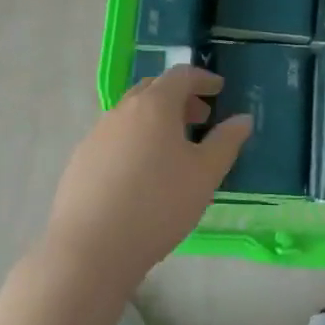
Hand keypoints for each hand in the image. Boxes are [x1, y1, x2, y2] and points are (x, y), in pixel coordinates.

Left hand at [43, 64, 250, 287]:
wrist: (90, 249)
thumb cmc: (158, 205)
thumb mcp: (205, 174)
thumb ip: (226, 141)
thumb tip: (243, 118)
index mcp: (154, 105)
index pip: (181, 75)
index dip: (203, 78)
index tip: (219, 89)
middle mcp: (122, 110)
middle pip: (153, 89)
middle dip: (179, 98)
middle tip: (199, 118)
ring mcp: (97, 134)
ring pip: (131, 114)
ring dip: (155, 120)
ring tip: (173, 149)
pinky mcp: (80, 161)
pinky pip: (114, 138)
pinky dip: (135, 140)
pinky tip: (141, 174)